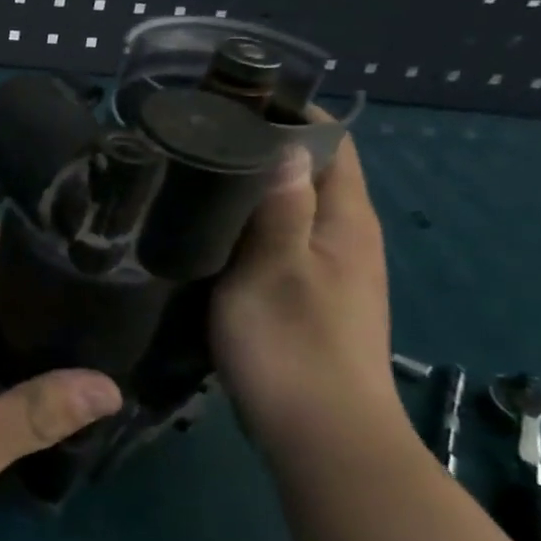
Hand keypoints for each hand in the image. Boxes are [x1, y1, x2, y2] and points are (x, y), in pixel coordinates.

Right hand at [211, 134, 403, 463]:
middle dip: (262, 150)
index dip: (292, 115)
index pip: (332, 143)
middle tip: (199, 141)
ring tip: (194, 181)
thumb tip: (283, 144)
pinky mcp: (308, 300)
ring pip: (291, 212)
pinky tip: (209, 238)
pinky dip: (248, 230)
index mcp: (346, 220)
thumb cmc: (293, 346)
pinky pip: (278, 244)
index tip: (233, 103)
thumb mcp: (274, 267)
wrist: (321, 436)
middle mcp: (346, 239)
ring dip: (251, 193)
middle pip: (309, 174)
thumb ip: (280, 205)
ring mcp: (330, 273)